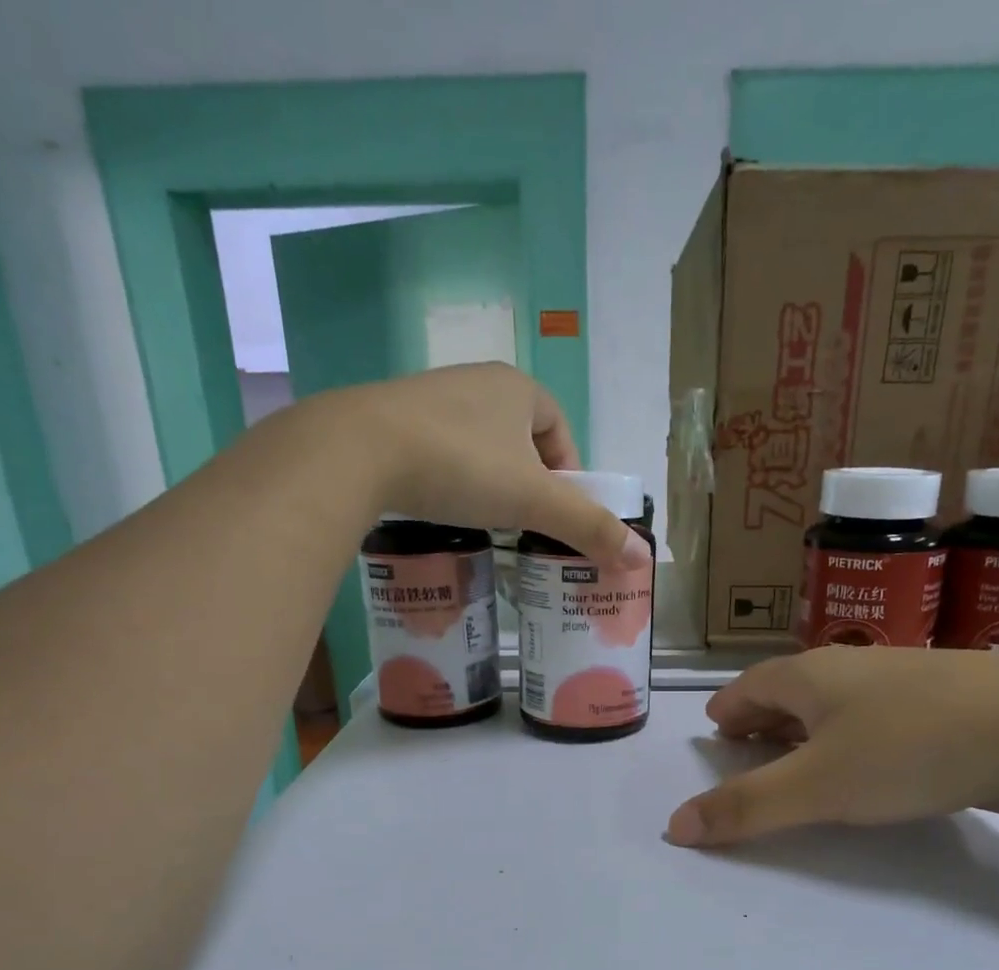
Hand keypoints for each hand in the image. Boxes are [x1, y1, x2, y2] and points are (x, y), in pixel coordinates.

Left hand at [299, 364, 649, 569]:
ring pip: (478, 445)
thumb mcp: (534, 501)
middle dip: (528, 481)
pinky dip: (449, 479)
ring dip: (488, 481)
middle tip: (523, 524)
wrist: (358, 451)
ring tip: (483, 521)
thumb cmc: (461, 466)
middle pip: (520, 439)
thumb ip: (588, 527)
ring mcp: (429, 397)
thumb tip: (640, 558)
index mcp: (518, 387)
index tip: (558, 514)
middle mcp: (476, 382)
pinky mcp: (391, 420)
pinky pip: (438, 451)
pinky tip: (440, 506)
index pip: (559, 430)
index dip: (568, 474)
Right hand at [664, 647, 998, 846]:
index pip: (749, 686)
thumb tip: (673, 827)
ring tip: (795, 758)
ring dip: (805, 728)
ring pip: (834, 703)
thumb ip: (746, 807)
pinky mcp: (941, 703)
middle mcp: (850, 668)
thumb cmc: (909, 748)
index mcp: (810, 674)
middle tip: (744, 748)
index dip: (727, 709)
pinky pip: (873, 717)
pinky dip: (849, 737)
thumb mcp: (818, 785)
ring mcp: (900, 681)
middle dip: (761, 718)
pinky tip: (866, 763)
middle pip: (789, 689)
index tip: (713, 729)